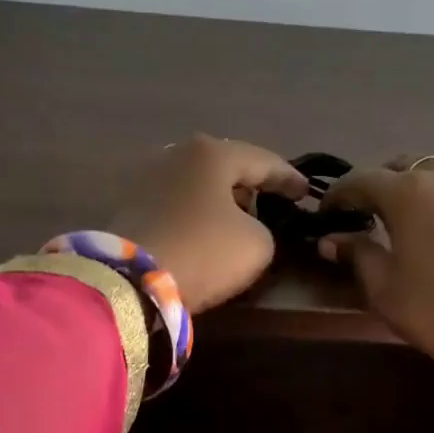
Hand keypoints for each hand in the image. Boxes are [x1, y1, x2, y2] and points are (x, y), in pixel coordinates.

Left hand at [110, 135, 308, 312]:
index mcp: (212, 153)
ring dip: (218, 200)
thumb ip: (264, 229)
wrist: (129, 279)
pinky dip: (193, 214)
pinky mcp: (127, 205)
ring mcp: (146, 176)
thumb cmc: (202, 253)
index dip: (289, 178)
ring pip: (196, 185)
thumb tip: (247, 229)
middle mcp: (175, 153)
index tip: (305, 192)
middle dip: (248, 185)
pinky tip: (202, 231)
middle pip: (224, 167)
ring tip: (236, 220)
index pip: (263, 161)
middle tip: (269, 203)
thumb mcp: (257, 245)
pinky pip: (174, 204)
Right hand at [321, 157, 433, 380]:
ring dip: (420, 187)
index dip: (337, 196)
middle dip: (381, 186)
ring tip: (414, 215)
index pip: (359, 180)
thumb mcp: (386, 290)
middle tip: (369, 215)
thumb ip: (357, 255)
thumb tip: (332, 240)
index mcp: (407, 192)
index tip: (325, 215)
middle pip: (403, 167)